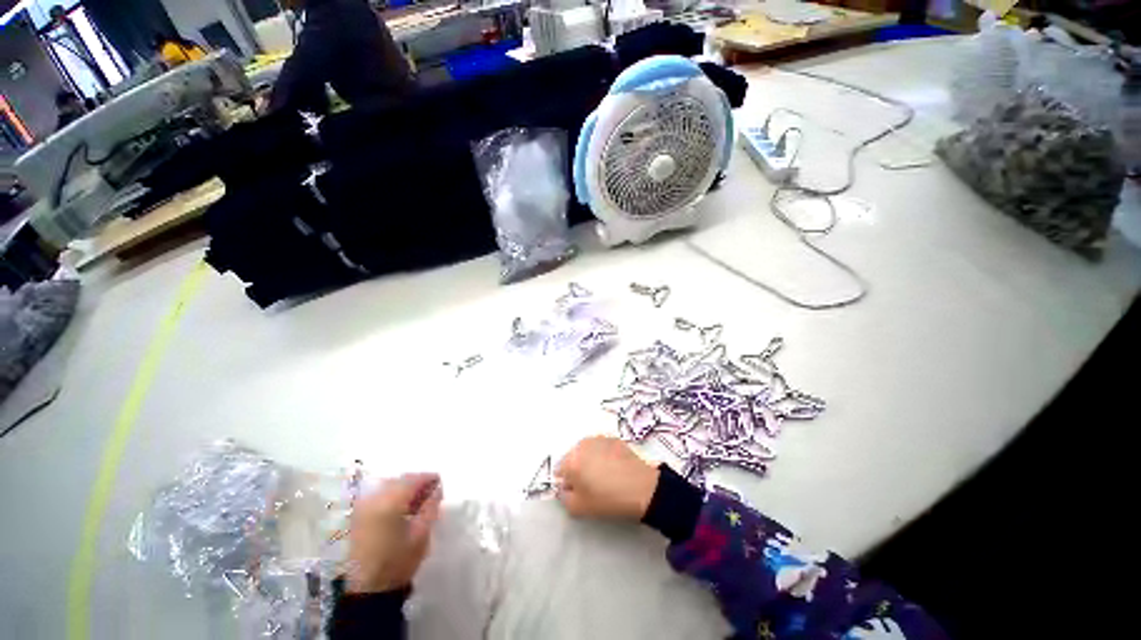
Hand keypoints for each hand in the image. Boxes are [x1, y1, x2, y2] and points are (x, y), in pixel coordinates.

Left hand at [345, 472, 442, 593]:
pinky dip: (394, 496)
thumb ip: (431, 506)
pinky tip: (404, 508)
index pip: (412, 480)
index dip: (429, 478)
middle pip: (400, 480)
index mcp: (388, 504)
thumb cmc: (398, 563)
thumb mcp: (421, 535)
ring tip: (419, 501)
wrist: (368, 591)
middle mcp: (373, 500)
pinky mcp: (359, 516)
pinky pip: (380, 496)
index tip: (441, 482)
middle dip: (417, 482)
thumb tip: (438, 488)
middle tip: (432, 492)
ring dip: (406, 489)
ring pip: (390, 486)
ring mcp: (363, 508)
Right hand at [555, 436, 659, 519]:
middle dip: (577, 469)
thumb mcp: (579, 509)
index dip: (567, 484)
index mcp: (571, 461)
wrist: (642, 488)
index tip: (580, 492)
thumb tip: (565, 488)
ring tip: (605, 476)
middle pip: (572, 458)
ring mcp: (598, 439)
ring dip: (590, 460)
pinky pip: (600, 447)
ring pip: (586, 451)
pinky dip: (603, 455)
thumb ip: (564, 498)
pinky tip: (615, 468)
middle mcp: (581, 445)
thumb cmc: (608, 500)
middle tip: (592, 485)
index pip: (559, 472)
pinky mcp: (612, 438)